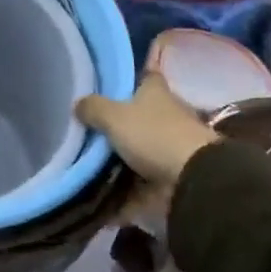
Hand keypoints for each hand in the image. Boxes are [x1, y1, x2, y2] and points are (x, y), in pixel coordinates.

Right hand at [75, 74, 216, 201]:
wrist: (193, 181)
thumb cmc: (153, 135)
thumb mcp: (113, 116)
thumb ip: (93, 108)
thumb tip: (77, 103)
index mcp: (156, 92)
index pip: (143, 77)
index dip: (126, 81)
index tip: (104, 88)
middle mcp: (167, 115)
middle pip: (138, 115)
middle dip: (117, 124)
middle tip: (85, 130)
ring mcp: (170, 148)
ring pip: (138, 150)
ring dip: (119, 159)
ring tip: (85, 164)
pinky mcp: (170, 177)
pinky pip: (139, 183)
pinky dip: (123, 191)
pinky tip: (98, 194)